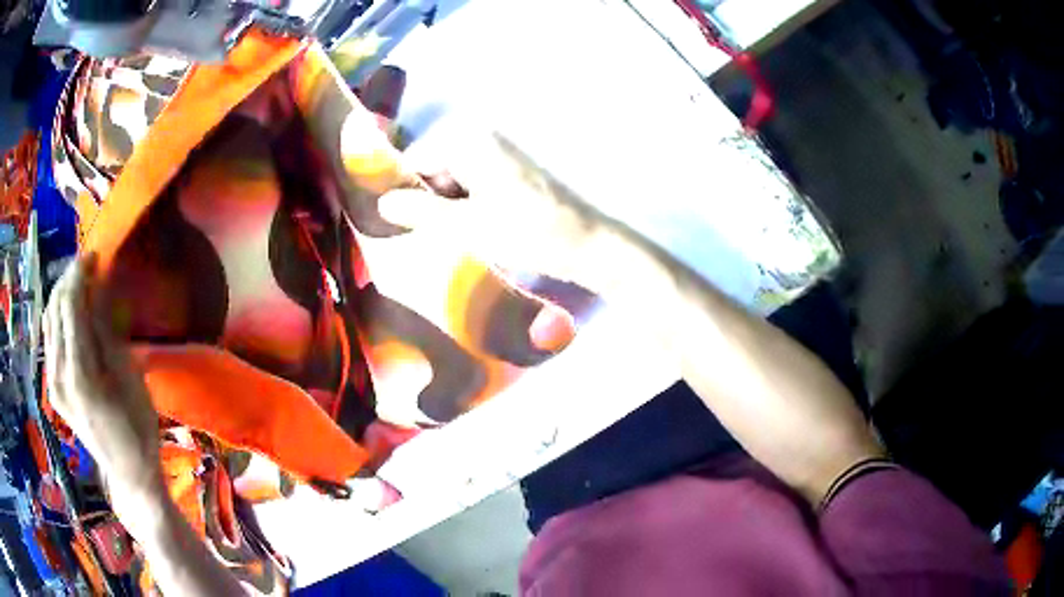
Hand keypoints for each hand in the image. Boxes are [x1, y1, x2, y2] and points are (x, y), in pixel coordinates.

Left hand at [44, 255, 162, 499]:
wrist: (127, 471)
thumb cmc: (138, 426)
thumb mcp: (128, 375)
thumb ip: (106, 329)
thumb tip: (98, 287)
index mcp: (80, 374)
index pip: (70, 305)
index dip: (79, 273)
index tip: (94, 253)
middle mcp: (58, 375)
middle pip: (55, 308)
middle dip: (69, 278)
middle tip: (88, 263)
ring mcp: (52, 383)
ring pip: (48, 320)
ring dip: (60, 293)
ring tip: (78, 280)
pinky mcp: (52, 387)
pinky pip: (49, 338)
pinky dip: (57, 315)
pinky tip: (69, 309)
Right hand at [381, 132, 642, 297]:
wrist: (587, 242)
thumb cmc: (527, 232)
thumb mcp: (466, 227)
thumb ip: (420, 213)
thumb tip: (382, 204)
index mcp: (467, 138)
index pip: (414, 161)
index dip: (407, 196)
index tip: (406, 229)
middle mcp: (481, 133)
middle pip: (434, 167)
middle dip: (431, 201)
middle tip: (439, 236)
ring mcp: (499, 148)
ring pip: (453, 177)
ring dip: (450, 206)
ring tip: (463, 235)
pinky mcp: (511, 164)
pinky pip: (473, 180)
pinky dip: (469, 203)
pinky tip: (480, 228)